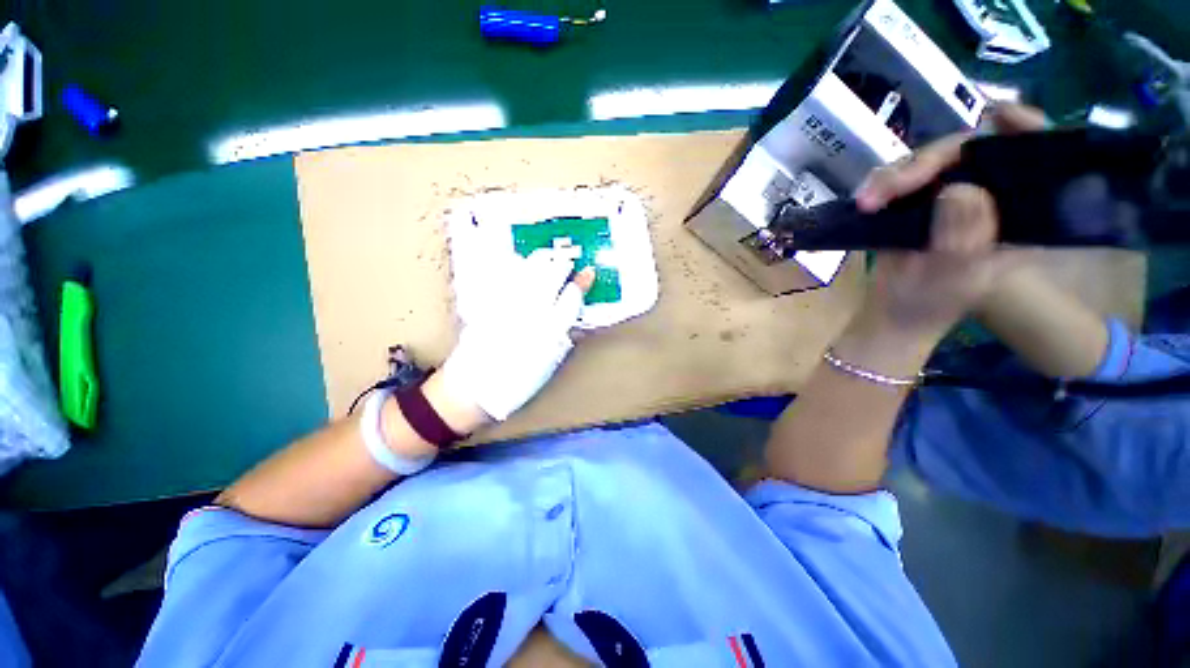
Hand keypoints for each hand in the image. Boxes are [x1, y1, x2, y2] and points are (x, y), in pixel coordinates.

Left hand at [439, 250, 595, 421]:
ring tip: (546, 255)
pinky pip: (502, 278)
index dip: (581, 284)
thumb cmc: (516, 382)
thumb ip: (563, 340)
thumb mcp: (548, 365)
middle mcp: (529, 312)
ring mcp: (507, 305)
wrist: (473, 388)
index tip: (588, 273)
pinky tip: (518, 261)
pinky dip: (513, 266)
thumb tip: (574, 322)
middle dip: (561, 265)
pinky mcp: (488, 303)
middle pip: (549, 279)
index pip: (570, 299)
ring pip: (526, 273)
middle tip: (568, 260)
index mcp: (549, 330)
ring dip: (539, 260)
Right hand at [851, 103, 1047, 338]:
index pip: (1038, 157)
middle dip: (928, 161)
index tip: (1001, 116)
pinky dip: (881, 183)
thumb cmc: (931, 303)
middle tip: (890, 187)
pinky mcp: (921, 197)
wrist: (894, 311)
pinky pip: (902, 175)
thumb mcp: (955, 278)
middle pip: (971, 150)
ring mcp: (953, 193)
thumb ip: (963, 239)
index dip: (1026, 129)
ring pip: (931, 160)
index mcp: (1021, 214)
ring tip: (867, 202)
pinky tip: (865, 200)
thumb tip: (957, 189)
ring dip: (895, 176)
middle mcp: (992, 194)